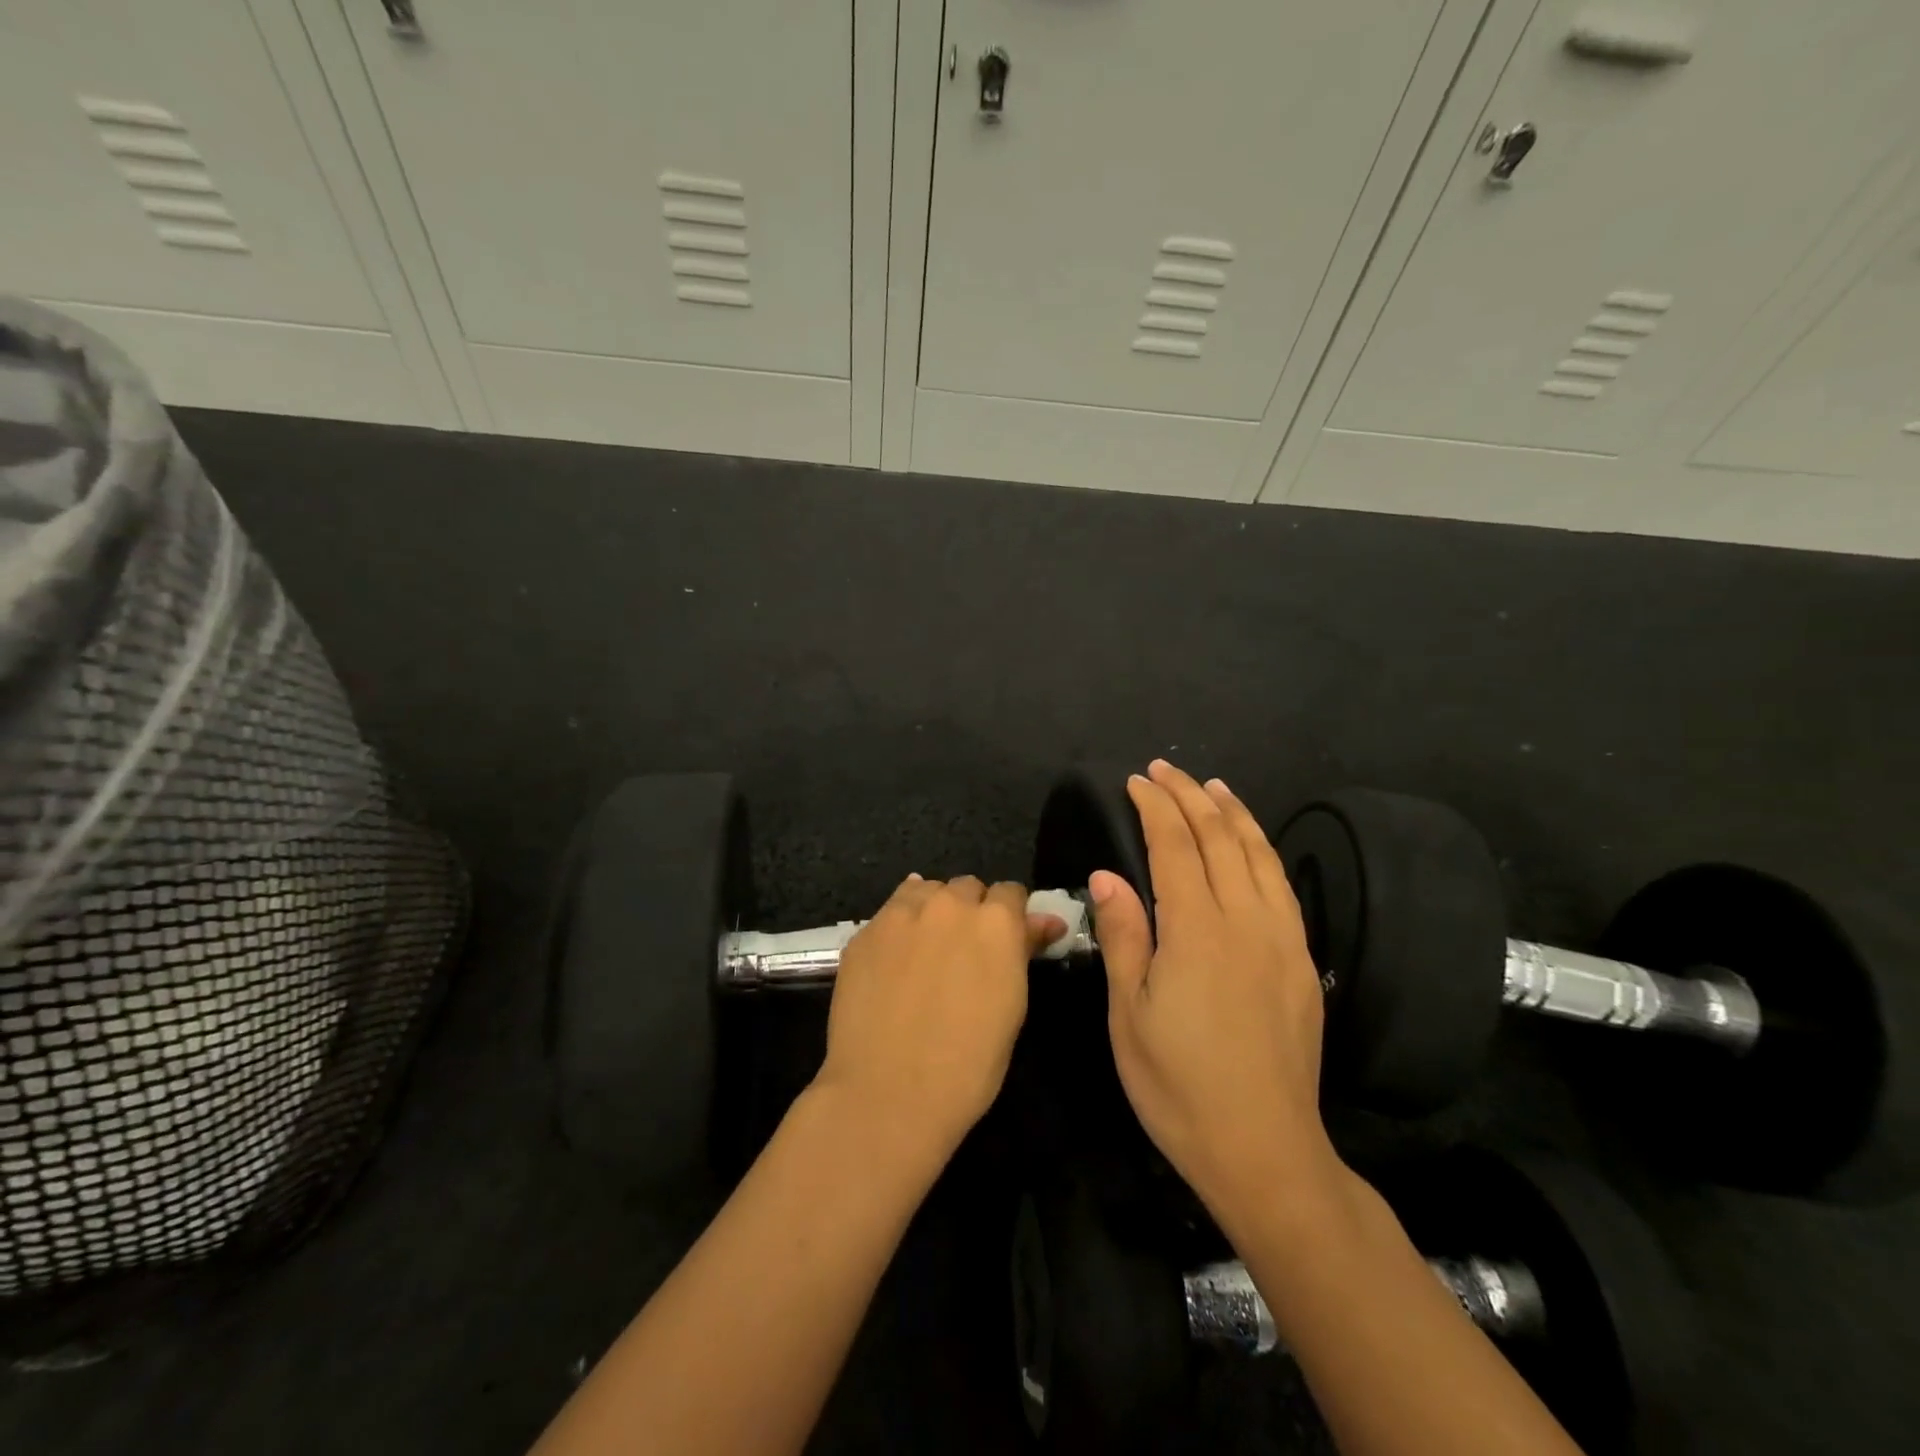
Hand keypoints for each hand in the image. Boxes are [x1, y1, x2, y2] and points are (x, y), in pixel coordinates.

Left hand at [812, 875, 1064, 1165]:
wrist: (888, 1094)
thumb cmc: (968, 1066)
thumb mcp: (1012, 1008)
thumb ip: (1023, 952)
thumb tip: (1045, 922)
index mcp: (996, 923)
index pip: (1011, 892)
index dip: (1011, 915)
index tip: (1006, 939)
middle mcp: (950, 905)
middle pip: (967, 888)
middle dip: (972, 910)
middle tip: (966, 951)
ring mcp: (902, 914)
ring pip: (927, 891)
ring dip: (935, 909)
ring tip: (928, 949)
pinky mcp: (864, 931)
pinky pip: (891, 909)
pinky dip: (901, 922)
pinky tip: (897, 954)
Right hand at [1090, 761, 1341, 1229]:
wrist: (1265, 1150)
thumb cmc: (1178, 1085)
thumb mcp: (1129, 1014)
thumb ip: (1123, 935)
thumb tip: (1107, 875)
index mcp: (1196, 931)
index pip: (1175, 847)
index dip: (1155, 808)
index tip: (1136, 781)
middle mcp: (1245, 921)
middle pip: (1219, 838)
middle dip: (1189, 796)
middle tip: (1164, 770)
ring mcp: (1281, 939)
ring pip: (1258, 855)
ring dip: (1232, 813)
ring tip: (1212, 786)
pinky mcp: (1302, 961)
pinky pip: (1281, 885)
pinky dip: (1262, 850)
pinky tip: (1251, 844)